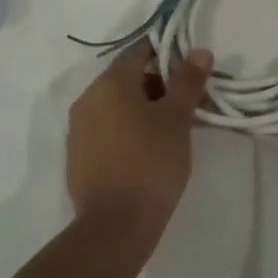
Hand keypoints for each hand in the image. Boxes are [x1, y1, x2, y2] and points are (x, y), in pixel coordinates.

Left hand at [66, 41, 213, 224]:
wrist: (115, 225)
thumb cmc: (151, 163)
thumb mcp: (176, 119)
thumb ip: (187, 81)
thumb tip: (199, 51)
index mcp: (109, 83)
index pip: (138, 51)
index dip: (166, 53)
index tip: (190, 69)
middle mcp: (87, 99)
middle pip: (127, 79)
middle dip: (160, 85)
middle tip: (190, 104)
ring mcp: (79, 129)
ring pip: (117, 106)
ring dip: (145, 109)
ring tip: (175, 130)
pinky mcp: (79, 156)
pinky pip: (108, 129)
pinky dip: (129, 129)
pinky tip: (151, 150)